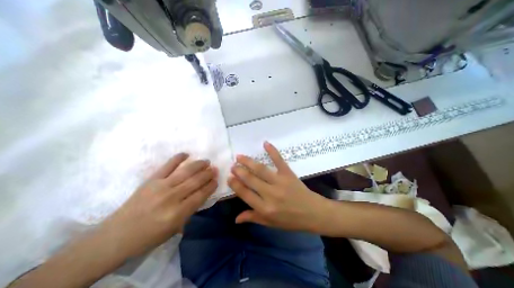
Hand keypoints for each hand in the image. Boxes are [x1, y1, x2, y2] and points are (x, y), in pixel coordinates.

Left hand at [98, 154, 215, 259]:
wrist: (115, 237)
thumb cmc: (149, 237)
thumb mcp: (175, 228)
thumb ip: (191, 209)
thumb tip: (203, 193)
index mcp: (178, 213)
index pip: (201, 194)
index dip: (211, 185)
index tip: (217, 180)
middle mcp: (171, 197)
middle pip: (196, 181)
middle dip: (208, 174)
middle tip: (215, 169)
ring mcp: (160, 186)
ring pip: (185, 171)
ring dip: (198, 164)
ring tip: (206, 161)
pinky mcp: (151, 180)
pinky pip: (167, 165)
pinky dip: (178, 158)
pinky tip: (186, 154)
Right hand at [226, 142, 331, 233]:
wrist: (313, 213)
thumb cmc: (290, 220)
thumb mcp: (270, 223)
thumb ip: (253, 218)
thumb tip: (235, 219)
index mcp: (264, 208)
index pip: (245, 193)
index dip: (235, 184)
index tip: (229, 177)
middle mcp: (270, 194)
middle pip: (250, 179)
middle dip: (239, 171)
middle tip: (233, 165)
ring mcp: (280, 182)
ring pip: (260, 169)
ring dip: (248, 162)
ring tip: (239, 156)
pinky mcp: (288, 174)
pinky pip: (279, 160)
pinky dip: (272, 151)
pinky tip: (265, 143)